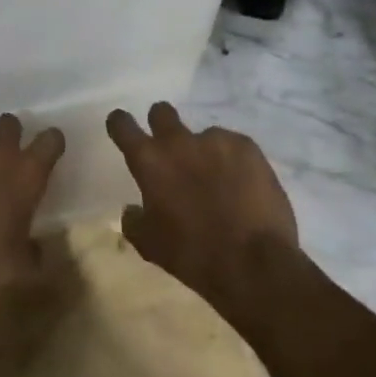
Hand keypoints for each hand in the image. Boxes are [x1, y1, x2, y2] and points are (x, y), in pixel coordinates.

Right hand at [107, 103, 297, 323]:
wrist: (256, 264)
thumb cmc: (194, 255)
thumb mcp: (151, 246)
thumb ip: (134, 221)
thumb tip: (132, 209)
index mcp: (149, 161)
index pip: (122, 124)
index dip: (120, 124)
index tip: (123, 129)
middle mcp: (178, 141)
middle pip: (161, 112)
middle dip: (162, 125)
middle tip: (172, 151)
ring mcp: (215, 140)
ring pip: (203, 135)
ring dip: (204, 153)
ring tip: (221, 184)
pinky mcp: (247, 146)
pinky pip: (234, 146)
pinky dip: (234, 162)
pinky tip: (245, 188)